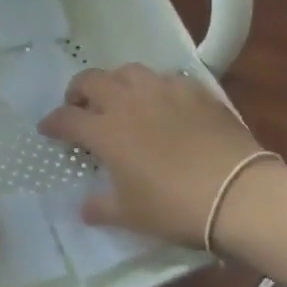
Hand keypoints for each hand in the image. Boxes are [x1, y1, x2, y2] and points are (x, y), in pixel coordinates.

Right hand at [39, 65, 264, 246]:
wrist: (238, 194)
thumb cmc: (175, 207)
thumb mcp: (131, 215)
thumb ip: (102, 207)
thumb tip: (85, 208)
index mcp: (106, 130)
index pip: (67, 118)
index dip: (53, 123)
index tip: (48, 129)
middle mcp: (128, 102)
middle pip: (92, 80)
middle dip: (78, 91)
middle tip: (80, 107)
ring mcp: (164, 91)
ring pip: (129, 71)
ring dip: (116, 83)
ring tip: (120, 99)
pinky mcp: (196, 91)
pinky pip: (167, 79)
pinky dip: (155, 88)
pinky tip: (163, 103)